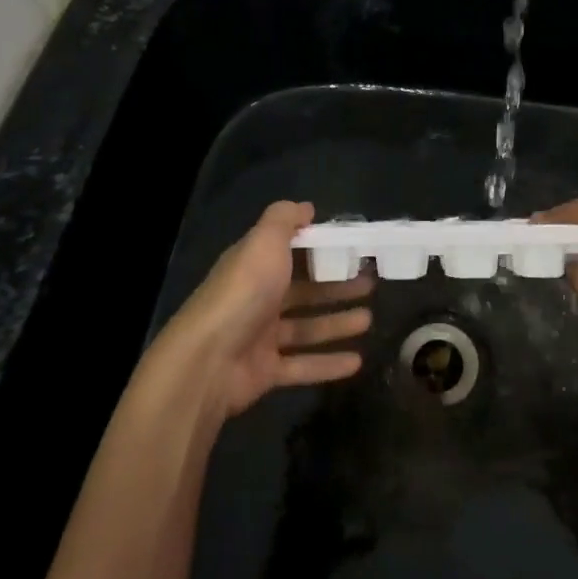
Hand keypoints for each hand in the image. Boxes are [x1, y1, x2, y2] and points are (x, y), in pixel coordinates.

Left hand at [164, 201, 374, 418]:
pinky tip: (357, 361)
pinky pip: (303, 365)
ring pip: (306, 327)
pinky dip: (328, 363)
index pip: (291, 252)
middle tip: (370, 284)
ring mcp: (260, 337)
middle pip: (304, 291)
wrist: (207, 361)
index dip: (321, 249)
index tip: (353, 248)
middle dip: (337, 287)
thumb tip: (306, 207)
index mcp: (254, 266)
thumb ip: (284, 219)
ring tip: (368, 320)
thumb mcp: (264, 241)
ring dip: (337, 323)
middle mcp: (257, 299)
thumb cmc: (242, 292)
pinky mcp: (265, 371)